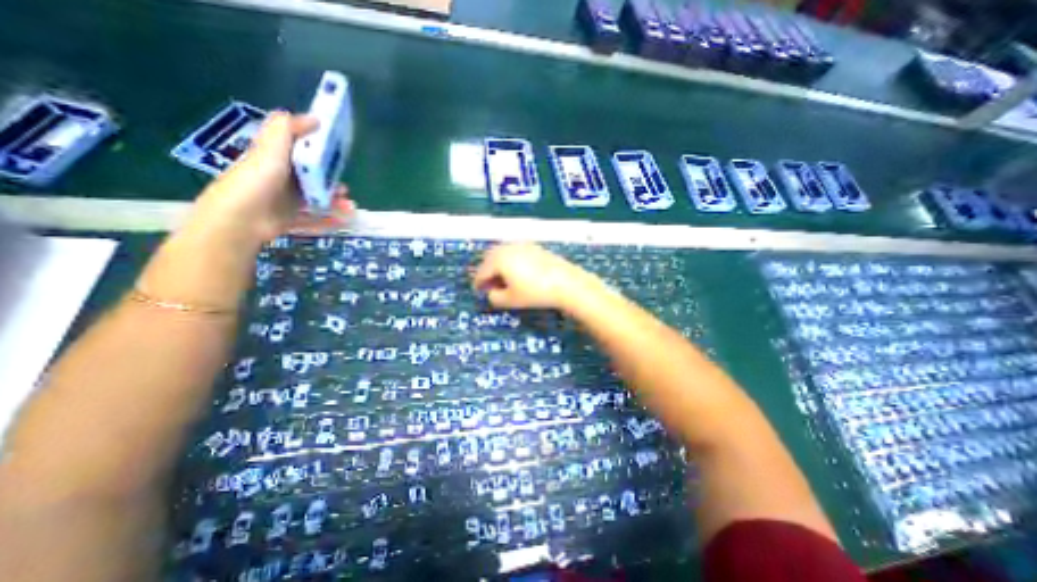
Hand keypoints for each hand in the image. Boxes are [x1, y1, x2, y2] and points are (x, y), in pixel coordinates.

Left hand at [188, 109, 356, 244]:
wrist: (242, 218)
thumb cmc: (257, 181)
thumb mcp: (271, 148)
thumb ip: (288, 129)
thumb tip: (315, 118)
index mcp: (276, 156)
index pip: (300, 147)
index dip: (319, 147)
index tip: (339, 150)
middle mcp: (282, 174)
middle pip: (313, 173)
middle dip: (332, 179)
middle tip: (345, 187)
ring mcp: (287, 196)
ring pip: (317, 194)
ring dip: (335, 199)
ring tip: (348, 206)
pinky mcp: (291, 215)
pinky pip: (315, 214)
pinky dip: (330, 216)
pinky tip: (343, 219)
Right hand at [471, 242, 600, 312]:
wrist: (566, 283)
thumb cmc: (534, 292)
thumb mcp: (510, 300)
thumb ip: (494, 298)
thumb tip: (491, 293)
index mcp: (498, 259)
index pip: (481, 272)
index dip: (478, 284)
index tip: (478, 292)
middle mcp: (507, 248)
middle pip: (490, 259)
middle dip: (487, 272)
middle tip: (489, 286)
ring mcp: (522, 245)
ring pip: (502, 254)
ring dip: (498, 266)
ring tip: (503, 280)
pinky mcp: (534, 247)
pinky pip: (515, 252)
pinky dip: (510, 261)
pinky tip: (517, 273)